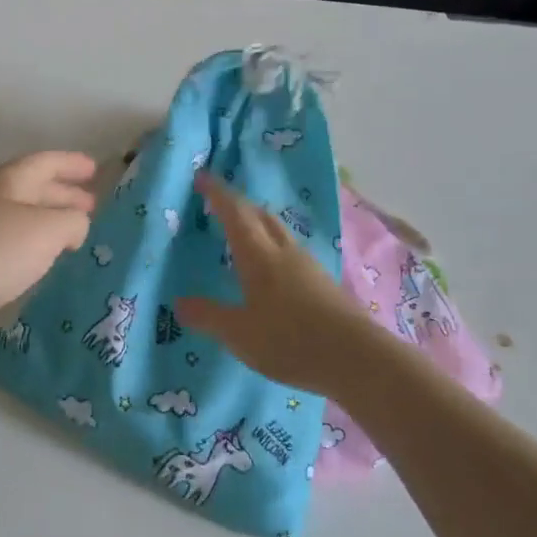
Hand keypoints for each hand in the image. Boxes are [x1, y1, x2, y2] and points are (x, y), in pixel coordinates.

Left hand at [0, 151, 96, 353]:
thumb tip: (75, 224)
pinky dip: (30, 244)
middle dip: (63, 194)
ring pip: (20, 216)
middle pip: (32, 187)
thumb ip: (73, 221)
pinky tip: (40, 260)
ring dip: (47, 220)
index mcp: (10, 179)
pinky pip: (7, 241)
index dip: (72, 163)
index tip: (96, 169)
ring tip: (72, 234)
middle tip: (92, 206)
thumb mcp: (49, 229)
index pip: (46, 162)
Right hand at [175, 174, 365, 394]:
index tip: (202, 178)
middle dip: (238, 205)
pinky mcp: (323, 283)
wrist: (356, 358)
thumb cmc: (290, 339)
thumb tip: (179, 303)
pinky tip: (272, 267)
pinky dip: (273, 246)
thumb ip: (209, 316)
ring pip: (278, 231)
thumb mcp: (239, 333)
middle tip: (219, 204)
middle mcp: (284, 251)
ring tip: (243, 233)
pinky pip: (291, 251)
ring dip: (258, 224)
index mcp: (259, 255)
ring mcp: (308, 265)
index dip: (217, 193)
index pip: (235, 212)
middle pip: (260, 215)